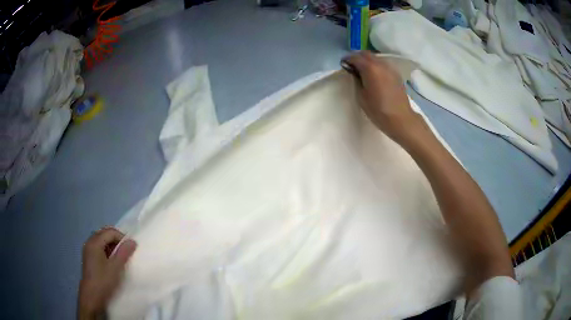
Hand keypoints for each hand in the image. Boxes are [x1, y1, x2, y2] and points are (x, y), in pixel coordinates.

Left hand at [78, 227, 136, 319]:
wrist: (92, 297)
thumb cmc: (103, 281)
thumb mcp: (116, 267)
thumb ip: (124, 253)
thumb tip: (132, 241)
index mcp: (94, 242)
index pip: (110, 232)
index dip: (122, 238)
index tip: (130, 249)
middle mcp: (89, 242)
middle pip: (104, 234)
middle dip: (116, 240)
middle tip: (126, 252)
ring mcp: (88, 250)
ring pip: (102, 241)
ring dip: (112, 246)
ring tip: (120, 258)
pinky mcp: (89, 258)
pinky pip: (99, 248)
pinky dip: (107, 251)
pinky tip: (112, 263)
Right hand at [342, 51, 427, 145]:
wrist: (401, 118)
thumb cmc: (378, 110)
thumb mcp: (361, 96)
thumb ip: (356, 80)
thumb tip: (354, 72)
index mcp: (370, 68)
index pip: (355, 58)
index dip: (347, 60)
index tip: (343, 64)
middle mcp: (381, 64)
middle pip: (366, 54)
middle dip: (357, 58)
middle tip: (352, 66)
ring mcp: (390, 68)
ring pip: (376, 58)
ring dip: (367, 61)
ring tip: (363, 71)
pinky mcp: (396, 74)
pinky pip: (383, 65)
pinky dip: (376, 66)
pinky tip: (374, 75)